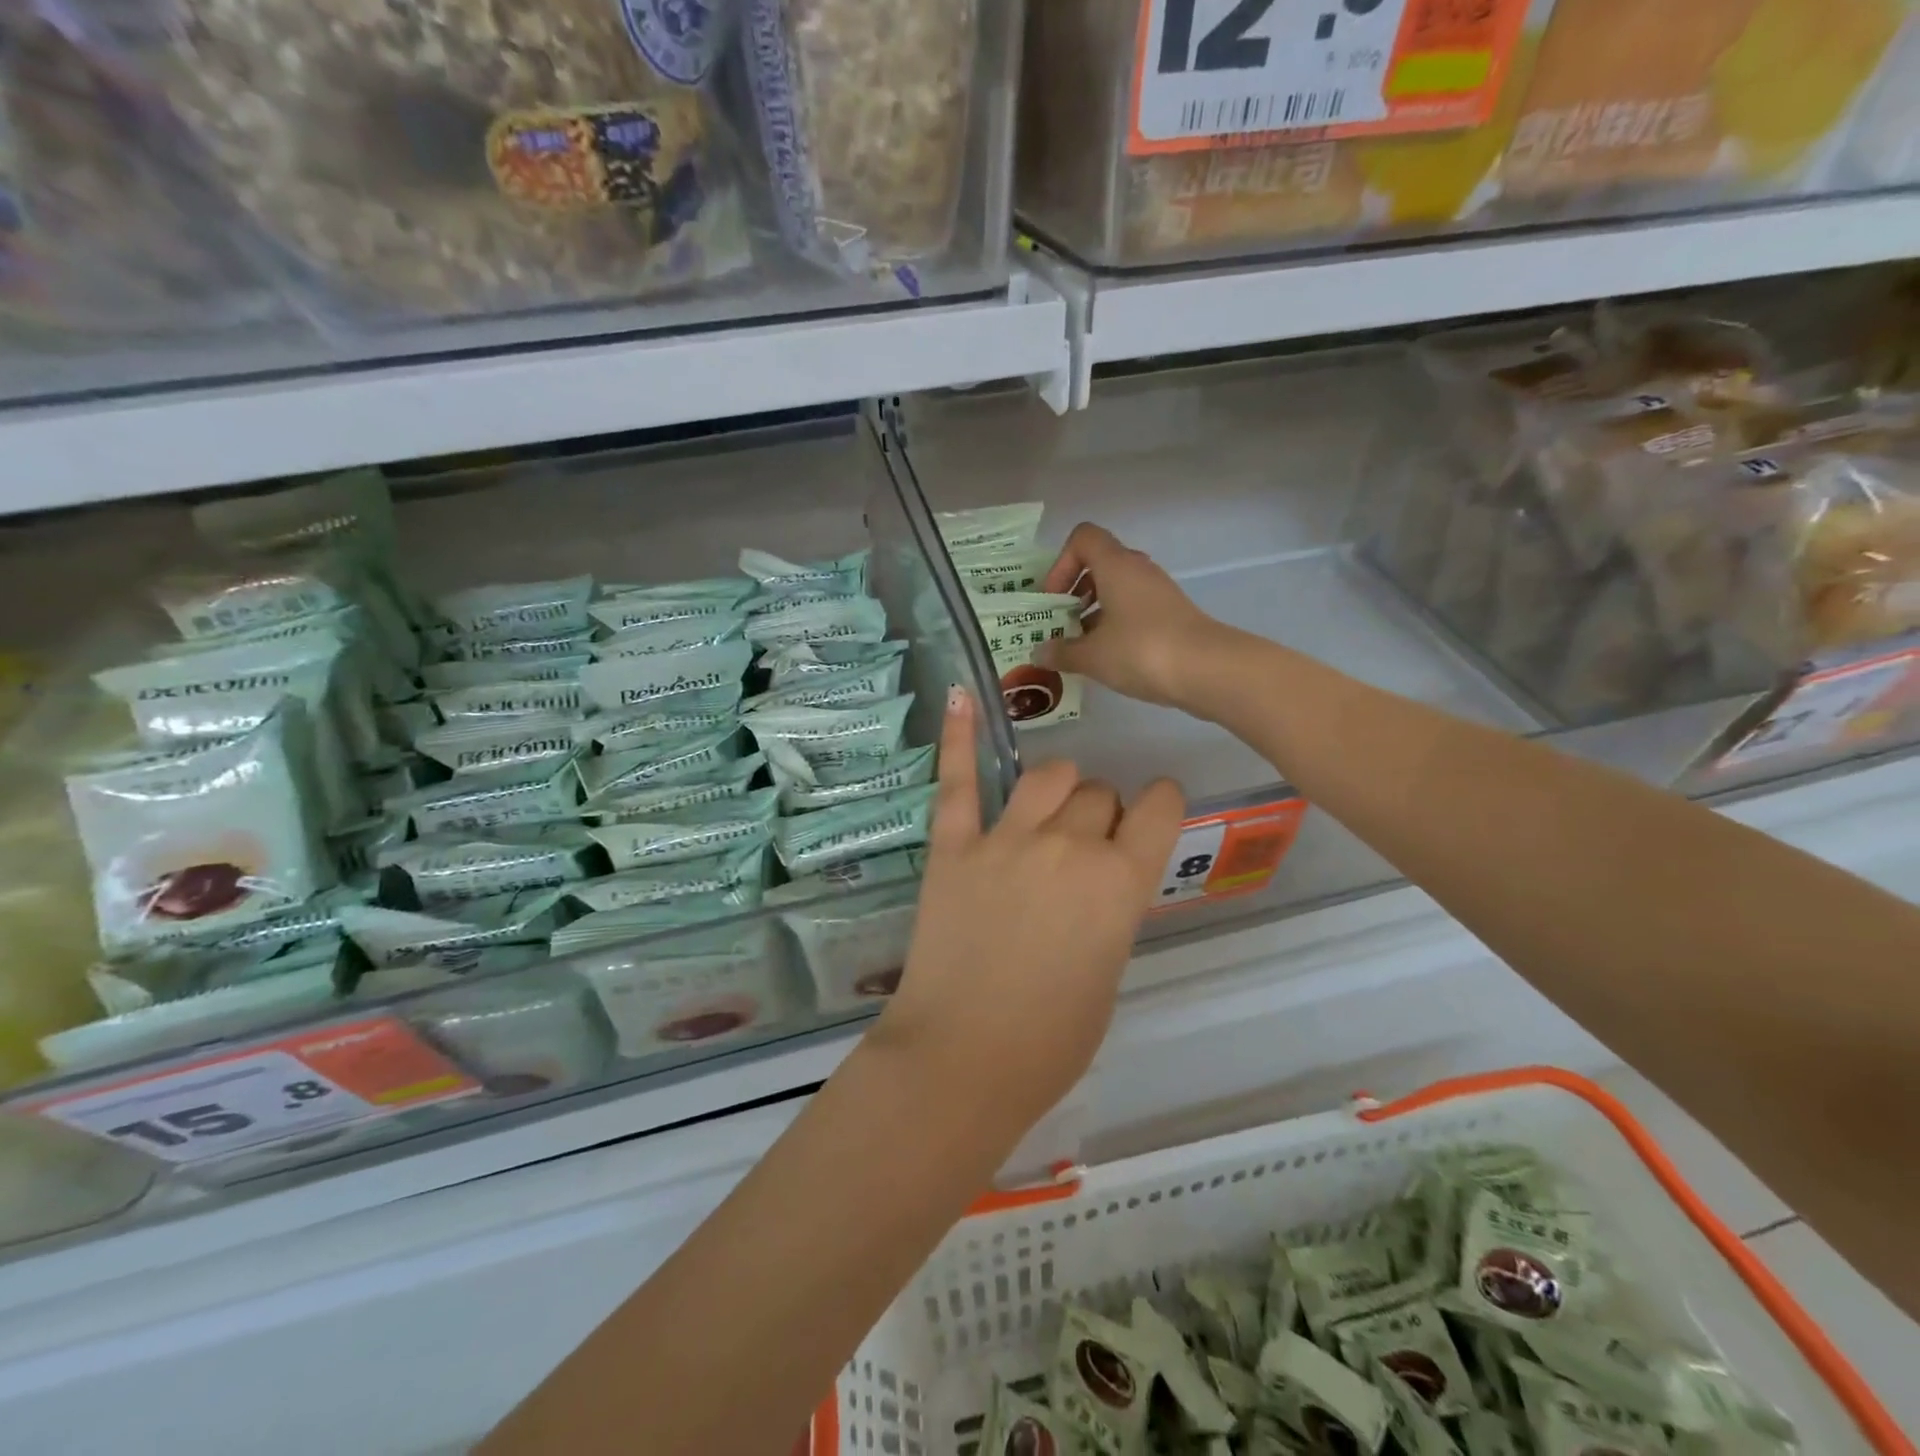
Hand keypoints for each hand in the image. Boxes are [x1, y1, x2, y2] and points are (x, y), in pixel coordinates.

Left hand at [876, 688, 1184, 1127]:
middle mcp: (1068, 846)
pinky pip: (959, 780)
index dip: (1159, 804)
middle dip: (1102, 812)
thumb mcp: (1109, 972)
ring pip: (1048, 775)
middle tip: (1087, 846)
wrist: (963, 1059)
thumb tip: (1103, 880)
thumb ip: (1112, 909)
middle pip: (1099, 792)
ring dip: (1059, 786)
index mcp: (1120, 883)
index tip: (1153, 810)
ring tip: (1049, 806)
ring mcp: (1005, 839)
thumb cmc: (1050, 1040)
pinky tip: (959, 695)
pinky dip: (960, 736)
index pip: (1158, 808)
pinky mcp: (953, 846)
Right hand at [1038, 523, 1226, 710]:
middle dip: (1074, 591)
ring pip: (1116, 589)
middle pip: (1098, 564)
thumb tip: (1039, 652)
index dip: (1061, 563)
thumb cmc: (1141, 651)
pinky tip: (1106, 657)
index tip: (1053, 599)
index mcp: (1116, 565)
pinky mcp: (1170, 615)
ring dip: (1093, 611)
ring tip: (1079, 646)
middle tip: (1060, 623)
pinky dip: (1114, 625)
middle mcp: (1138, 570)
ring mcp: (1157, 592)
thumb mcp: (1092, 656)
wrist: (1208, 670)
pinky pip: (1133, 609)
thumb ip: (1062, 652)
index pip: (1083, 538)